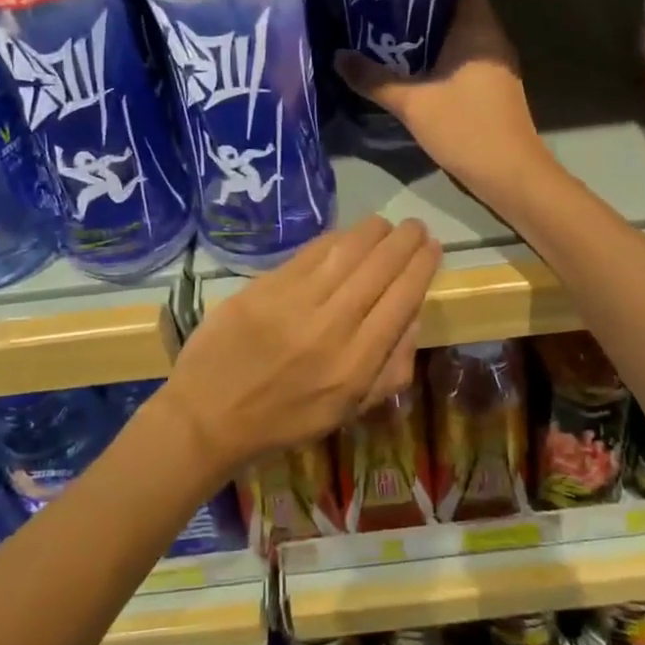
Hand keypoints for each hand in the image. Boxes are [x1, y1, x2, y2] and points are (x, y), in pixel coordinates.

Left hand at [160, 217, 442, 472]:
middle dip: (404, 241)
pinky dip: (335, 238)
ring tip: (385, 225)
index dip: (422, 267)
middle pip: (380, 269)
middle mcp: (331, 328)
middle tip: (415, 227)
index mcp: (356, 365)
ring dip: (374, 232)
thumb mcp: (349, 410)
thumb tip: (413, 314)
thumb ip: (390, 368)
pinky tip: (347, 234)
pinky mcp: (265, 287)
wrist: (211, 414)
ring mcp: (295, 303)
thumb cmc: (286, 419)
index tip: (433, 248)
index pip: (402, 300)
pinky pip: (311, 252)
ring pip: (347, 252)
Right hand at [336, 0, 552, 201]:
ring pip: (464, 38)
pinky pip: (468, 60)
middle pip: (461, 10)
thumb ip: (374, 79)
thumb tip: (338, 56)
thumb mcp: (411, 103)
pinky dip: (445, 59)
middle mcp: (493, 40)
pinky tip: (417, 72)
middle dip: (425, 10)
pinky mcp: (496, 88)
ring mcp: (498, 66)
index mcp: (478, 30)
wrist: (509, 174)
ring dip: (433, 37)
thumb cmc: (464, 127)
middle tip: (384, 11)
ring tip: (392, 38)